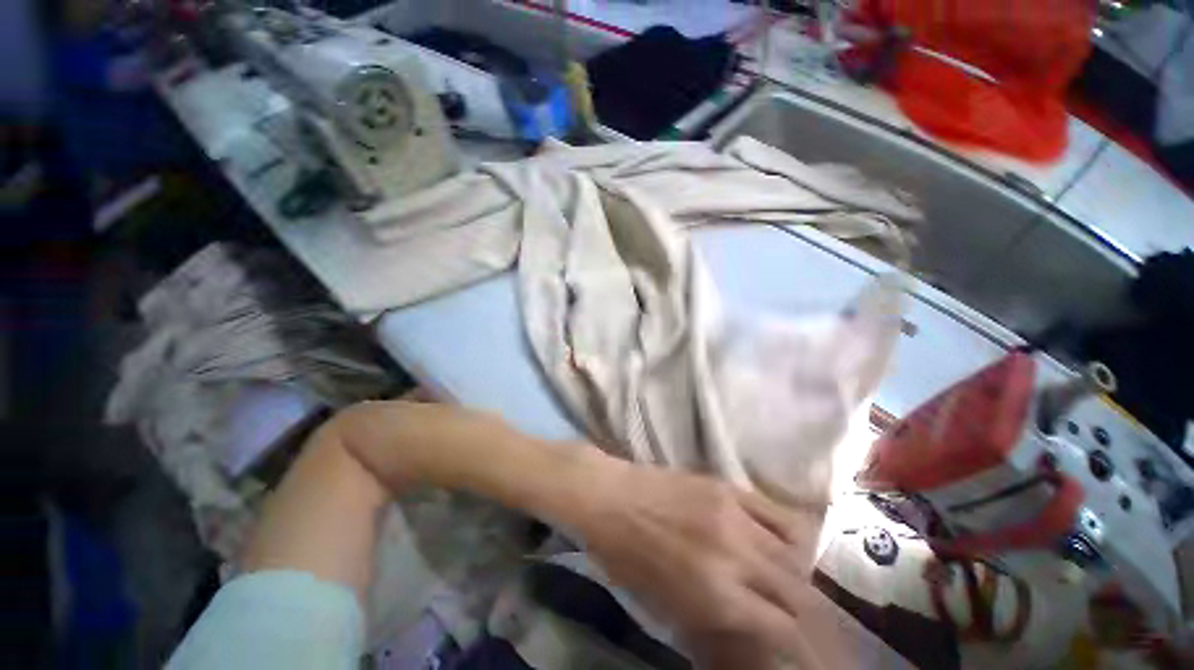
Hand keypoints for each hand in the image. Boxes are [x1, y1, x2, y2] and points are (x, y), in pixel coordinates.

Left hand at [570, 458, 824, 668]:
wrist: (608, 497)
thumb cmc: (627, 558)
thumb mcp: (667, 608)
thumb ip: (716, 623)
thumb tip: (752, 632)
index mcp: (716, 593)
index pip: (786, 629)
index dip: (807, 649)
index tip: (812, 654)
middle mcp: (735, 554)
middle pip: (799, 591)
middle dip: (812, 613)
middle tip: (808, 619)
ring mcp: (733, 513)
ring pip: (794, 550)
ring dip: (799, 572)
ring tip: (791, 579)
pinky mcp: (725, 485)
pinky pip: (776, 510)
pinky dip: (790, 532)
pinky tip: (783, 540)